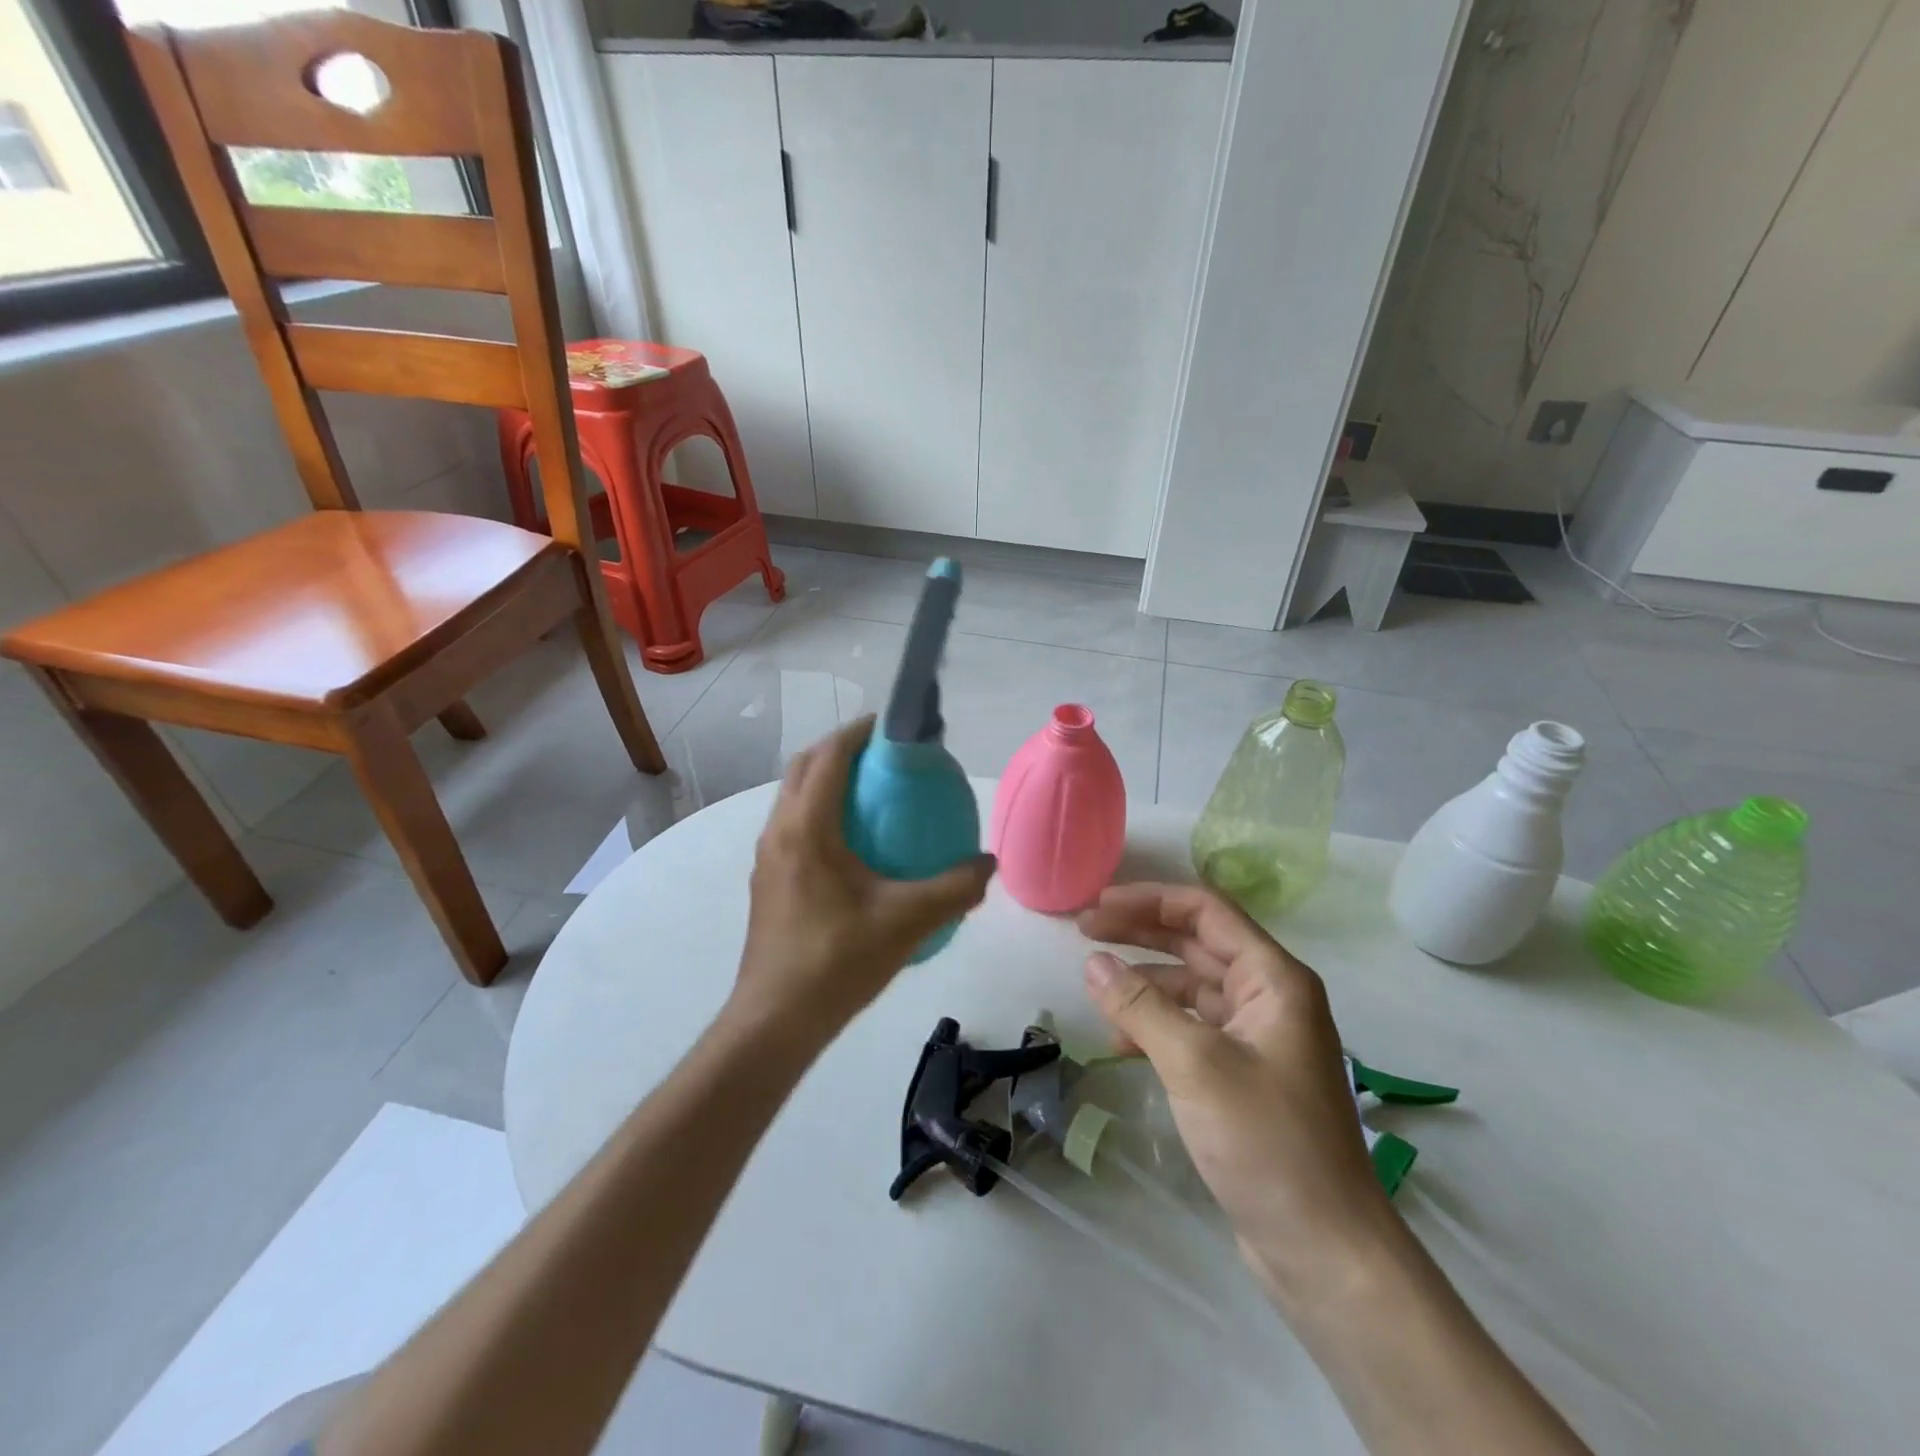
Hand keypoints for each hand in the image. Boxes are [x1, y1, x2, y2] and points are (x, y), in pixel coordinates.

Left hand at [731, 717, 995, 1044]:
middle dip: (842, 749)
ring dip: (827, 780)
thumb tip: (988, 864)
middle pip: (805, 767)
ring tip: (872, 793)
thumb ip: (954, 888)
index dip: (859, 732)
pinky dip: (821, 811)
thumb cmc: (837, 962)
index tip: (893, 727)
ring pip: (794, 796)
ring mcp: (767, 857)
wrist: (775, 1021)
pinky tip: (855, 845)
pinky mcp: (767, 880)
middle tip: (886, 758)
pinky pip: (793, 824)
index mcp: (806, 828)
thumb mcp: (907, 921)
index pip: (829, 756)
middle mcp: (778, 832)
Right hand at [1077, 883, 1392, 1301]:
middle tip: (1084, 930)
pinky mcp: (1243, 1074)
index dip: (1149, 900)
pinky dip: (1156, 1025)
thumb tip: (1092, 961)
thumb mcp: (1195, 1063)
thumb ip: (1140, 1005)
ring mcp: (1257, 1037)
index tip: (1098, 906)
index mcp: (1274, 979)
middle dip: (1140, 933)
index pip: (1206, 912)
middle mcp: (1269, 997)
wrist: (1323, 1249)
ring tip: (1095, 986)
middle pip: (1196, 943)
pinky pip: (1192, 1028)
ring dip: (1145, 982)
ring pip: (1191, 986)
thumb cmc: (1266, 1141)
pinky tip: (1120, 1041)